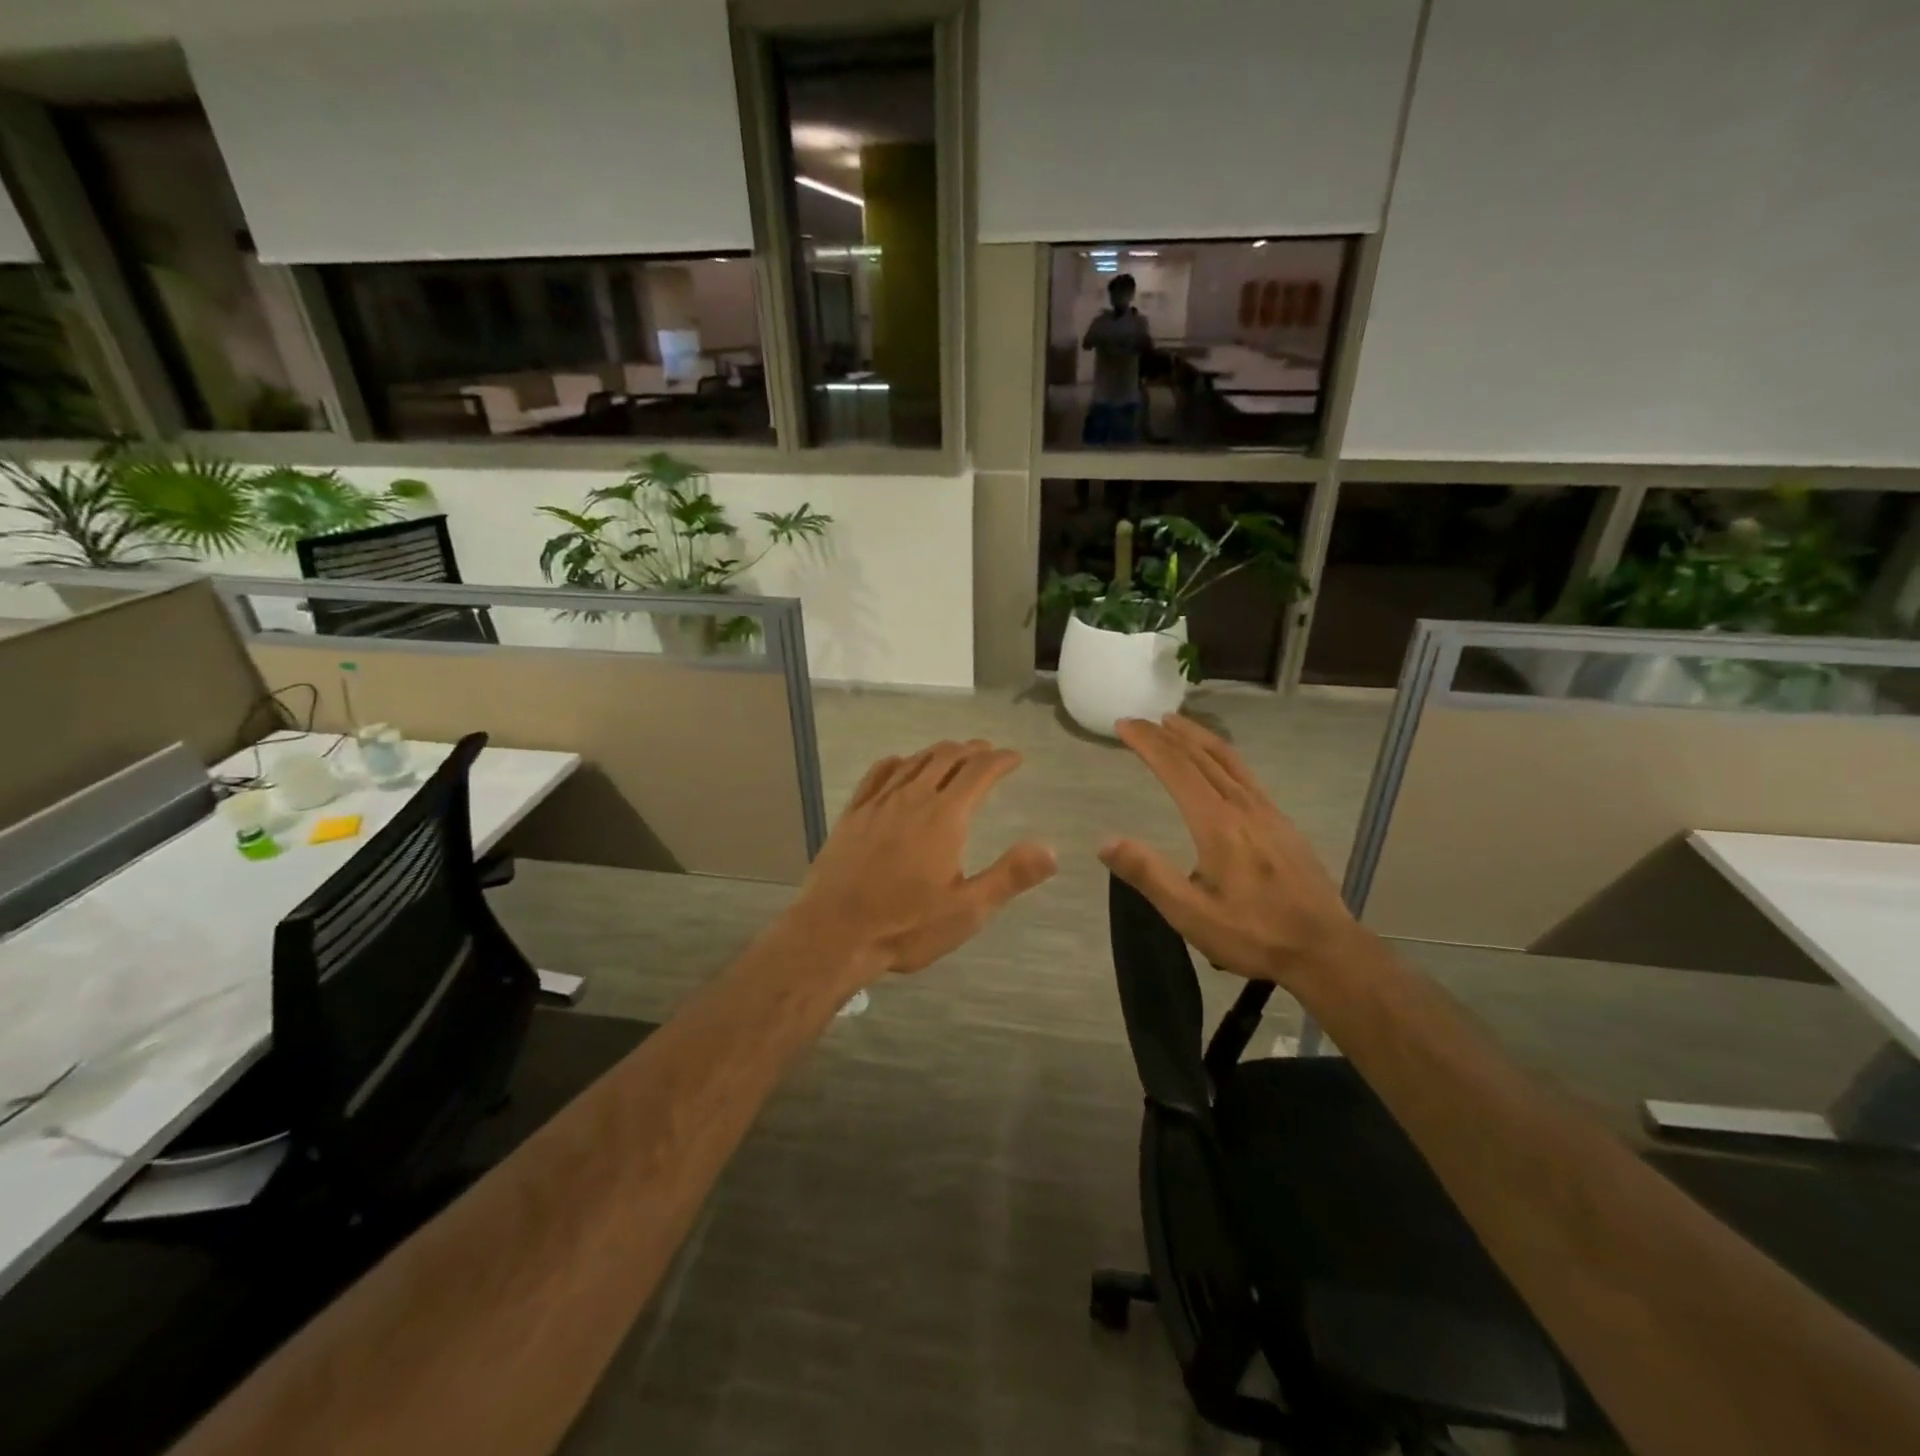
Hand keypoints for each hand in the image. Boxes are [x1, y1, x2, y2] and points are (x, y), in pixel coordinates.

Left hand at [787, 739, 1055, 986]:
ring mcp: (878, 804)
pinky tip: (899, 764)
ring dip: (938, 753)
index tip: (1015, 757)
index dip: (1000, 760)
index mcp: (944, 818)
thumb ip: (1010, 876)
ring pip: (913, 762)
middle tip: (987, 750)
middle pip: (945, 758)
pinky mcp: (852, 815)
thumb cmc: (905, 926)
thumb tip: (1051, 848)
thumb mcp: (967, 910)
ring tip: (952, 753)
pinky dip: (896, 763)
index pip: (979, 773)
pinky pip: (876, 775)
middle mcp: (912, 799)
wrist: (833, 934)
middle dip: (971, 750)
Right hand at [1099, 715, 1357, 989]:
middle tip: (1140, 720)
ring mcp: (1267, 812)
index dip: (1147, 743)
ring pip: (1228, 759)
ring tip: (1175, 724)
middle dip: (1167, 734)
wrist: (1326, 949)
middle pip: (1201, 756)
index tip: (1124, 725)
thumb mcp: (1191, 914)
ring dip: (1197, 737)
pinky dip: (1222, 755)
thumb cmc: (1254, 934)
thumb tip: (1106, 841)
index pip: (1176, 768)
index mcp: (1217, 824)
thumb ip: (1149, 874)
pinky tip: (1219, 765)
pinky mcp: (1282, 824)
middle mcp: (1243, 807)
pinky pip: (1245, 774)